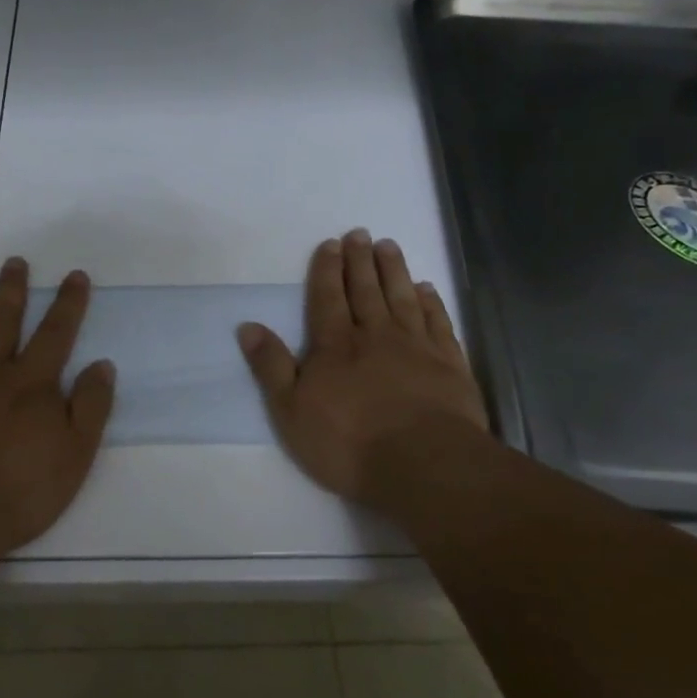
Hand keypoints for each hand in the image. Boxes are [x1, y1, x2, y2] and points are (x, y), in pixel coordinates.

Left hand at [0, 257, 115, 564]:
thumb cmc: (20, 491)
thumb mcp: (75, 455)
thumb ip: (91, 407)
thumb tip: (102, 364)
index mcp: (30, 383)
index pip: (55, 333)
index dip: (68, 303)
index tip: (75, 275)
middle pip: (1, 320)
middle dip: (11, 288)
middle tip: (14, 261)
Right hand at [236, 229, 487, 509]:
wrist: (424, 463)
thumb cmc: (348, 442)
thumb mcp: (291, 410)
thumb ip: (270, 366)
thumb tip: (247, 326)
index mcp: (335, 345)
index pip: (328, 297)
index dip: (327, 269)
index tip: (330, 244)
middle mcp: (375, 335)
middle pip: (366, 289)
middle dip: (360, 260)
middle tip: (360, 234)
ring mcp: (416, 346)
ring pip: (402, 297)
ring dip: (394, 270)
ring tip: (389, 246)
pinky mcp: (449, 363)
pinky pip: (437, 322)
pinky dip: (431, 302)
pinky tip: (426, 289)